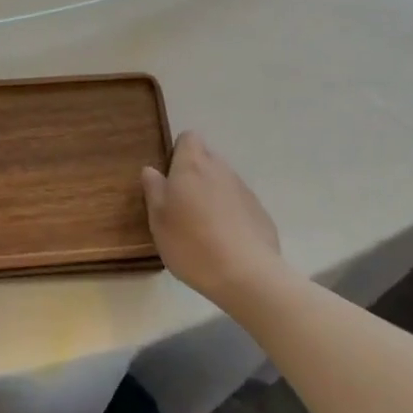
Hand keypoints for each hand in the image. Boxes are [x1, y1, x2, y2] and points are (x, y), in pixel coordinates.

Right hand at [142, 132, 285, 309]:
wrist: (247, 275)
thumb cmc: (192, 243)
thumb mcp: (158, 219)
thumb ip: (154, 189)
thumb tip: (152, 170)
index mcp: (192, 165)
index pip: (188, 138)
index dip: (178, 152)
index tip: (170, 177)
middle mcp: (220, 169)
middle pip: (206, 159)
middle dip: (195, 175)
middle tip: (182, 205)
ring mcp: (244, 190)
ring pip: (223, 182)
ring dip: (213, 195)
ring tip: (203, 228)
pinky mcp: (260, 212)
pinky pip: (239, 204)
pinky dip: (231, 215)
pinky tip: (225, 242)